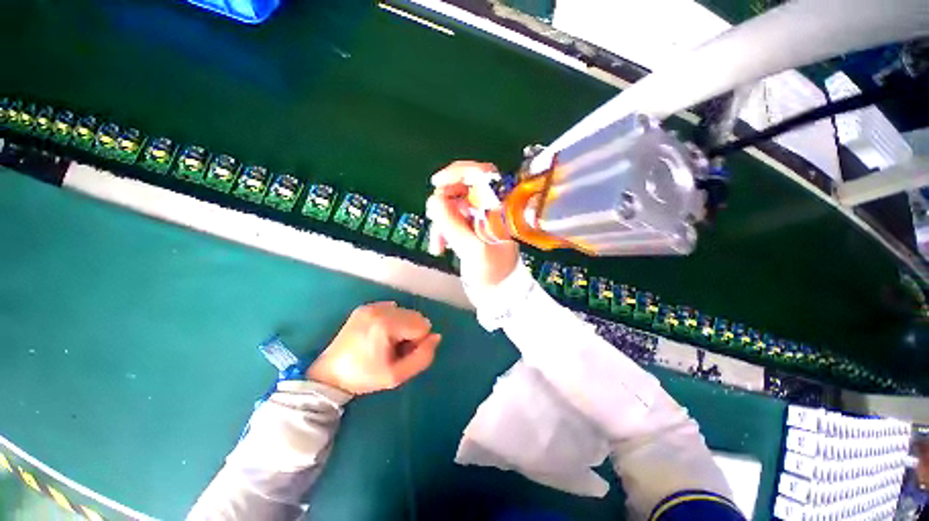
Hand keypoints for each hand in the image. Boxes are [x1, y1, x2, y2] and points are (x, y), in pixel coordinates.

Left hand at [307, 302, 440, 394]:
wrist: (329, 375)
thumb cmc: (364, 377)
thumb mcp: (397, 376)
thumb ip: (423, 357)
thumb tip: (436, 337)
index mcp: (387, 324)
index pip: (423, 326)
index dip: (417, 343)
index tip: (401, 355)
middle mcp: (380, 309)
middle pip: (415, 316)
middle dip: (412, 332)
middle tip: (395, 350)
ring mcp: (372, 306)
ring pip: (405, 311)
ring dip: (403, 325)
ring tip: (386, 342)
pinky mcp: (365, 307)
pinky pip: (392, 308)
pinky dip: (393, 320)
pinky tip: (379, 334)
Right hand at [426, 161, 519, 288]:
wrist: (496, 289)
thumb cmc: (492, 271)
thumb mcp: (473, 250)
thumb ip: (453, 225)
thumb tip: (433, 199)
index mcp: (500, 208)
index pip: (482, 174)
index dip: (458, 172)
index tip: (437, 183)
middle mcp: (490, 207)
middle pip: (462, 187)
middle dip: (444, 201)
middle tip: (433, 215)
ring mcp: (479, 216)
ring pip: (452, 203)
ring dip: (441, 221)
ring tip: (438, 243)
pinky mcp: (469, 226)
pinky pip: (450, 218)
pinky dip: (442, 230)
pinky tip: (440, 247)